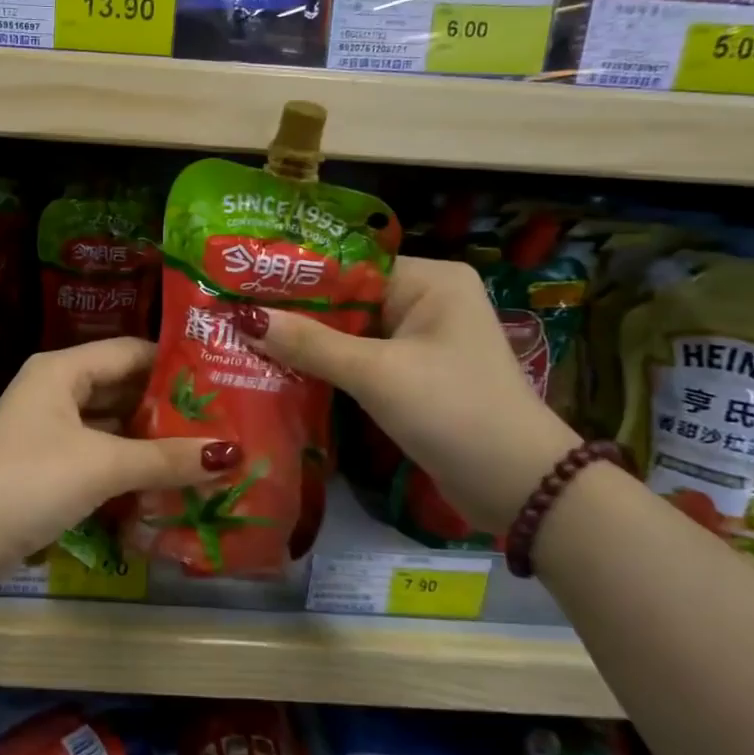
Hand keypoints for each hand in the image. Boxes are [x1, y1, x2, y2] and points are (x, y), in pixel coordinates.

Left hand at [0, 338, 237, 583]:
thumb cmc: (31, 480)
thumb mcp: (103, 465)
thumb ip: (165, 458)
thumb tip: (231, 455)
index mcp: (62, 370)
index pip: (130, 352)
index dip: (174, 363)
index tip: (223, 378)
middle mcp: (56, 392)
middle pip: (122, 390)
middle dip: (168, 408)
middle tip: (224, 420)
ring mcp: (50, 432)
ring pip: (112, 427)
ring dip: (152, 441)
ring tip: (207, 451)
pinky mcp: (48, 469)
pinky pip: (100, 457)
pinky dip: (130, 467)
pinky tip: (168, 482)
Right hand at [236, 258, 578, 533]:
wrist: (521, 489)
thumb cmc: (454, 412)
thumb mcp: (377, 374)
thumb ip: (310, 344)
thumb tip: (243, 318)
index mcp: (430, 280)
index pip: (349, 265)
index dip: (295, 276)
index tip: (241, 285)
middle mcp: (427, 301)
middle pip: (346, 299)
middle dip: (295, 313)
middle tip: (232, 315)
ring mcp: (421, 341)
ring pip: (349, 333)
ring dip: (306, 342)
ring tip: (242, 339)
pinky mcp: (414, 376)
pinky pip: (360, 360)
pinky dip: (326, 367)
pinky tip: (280, 369)